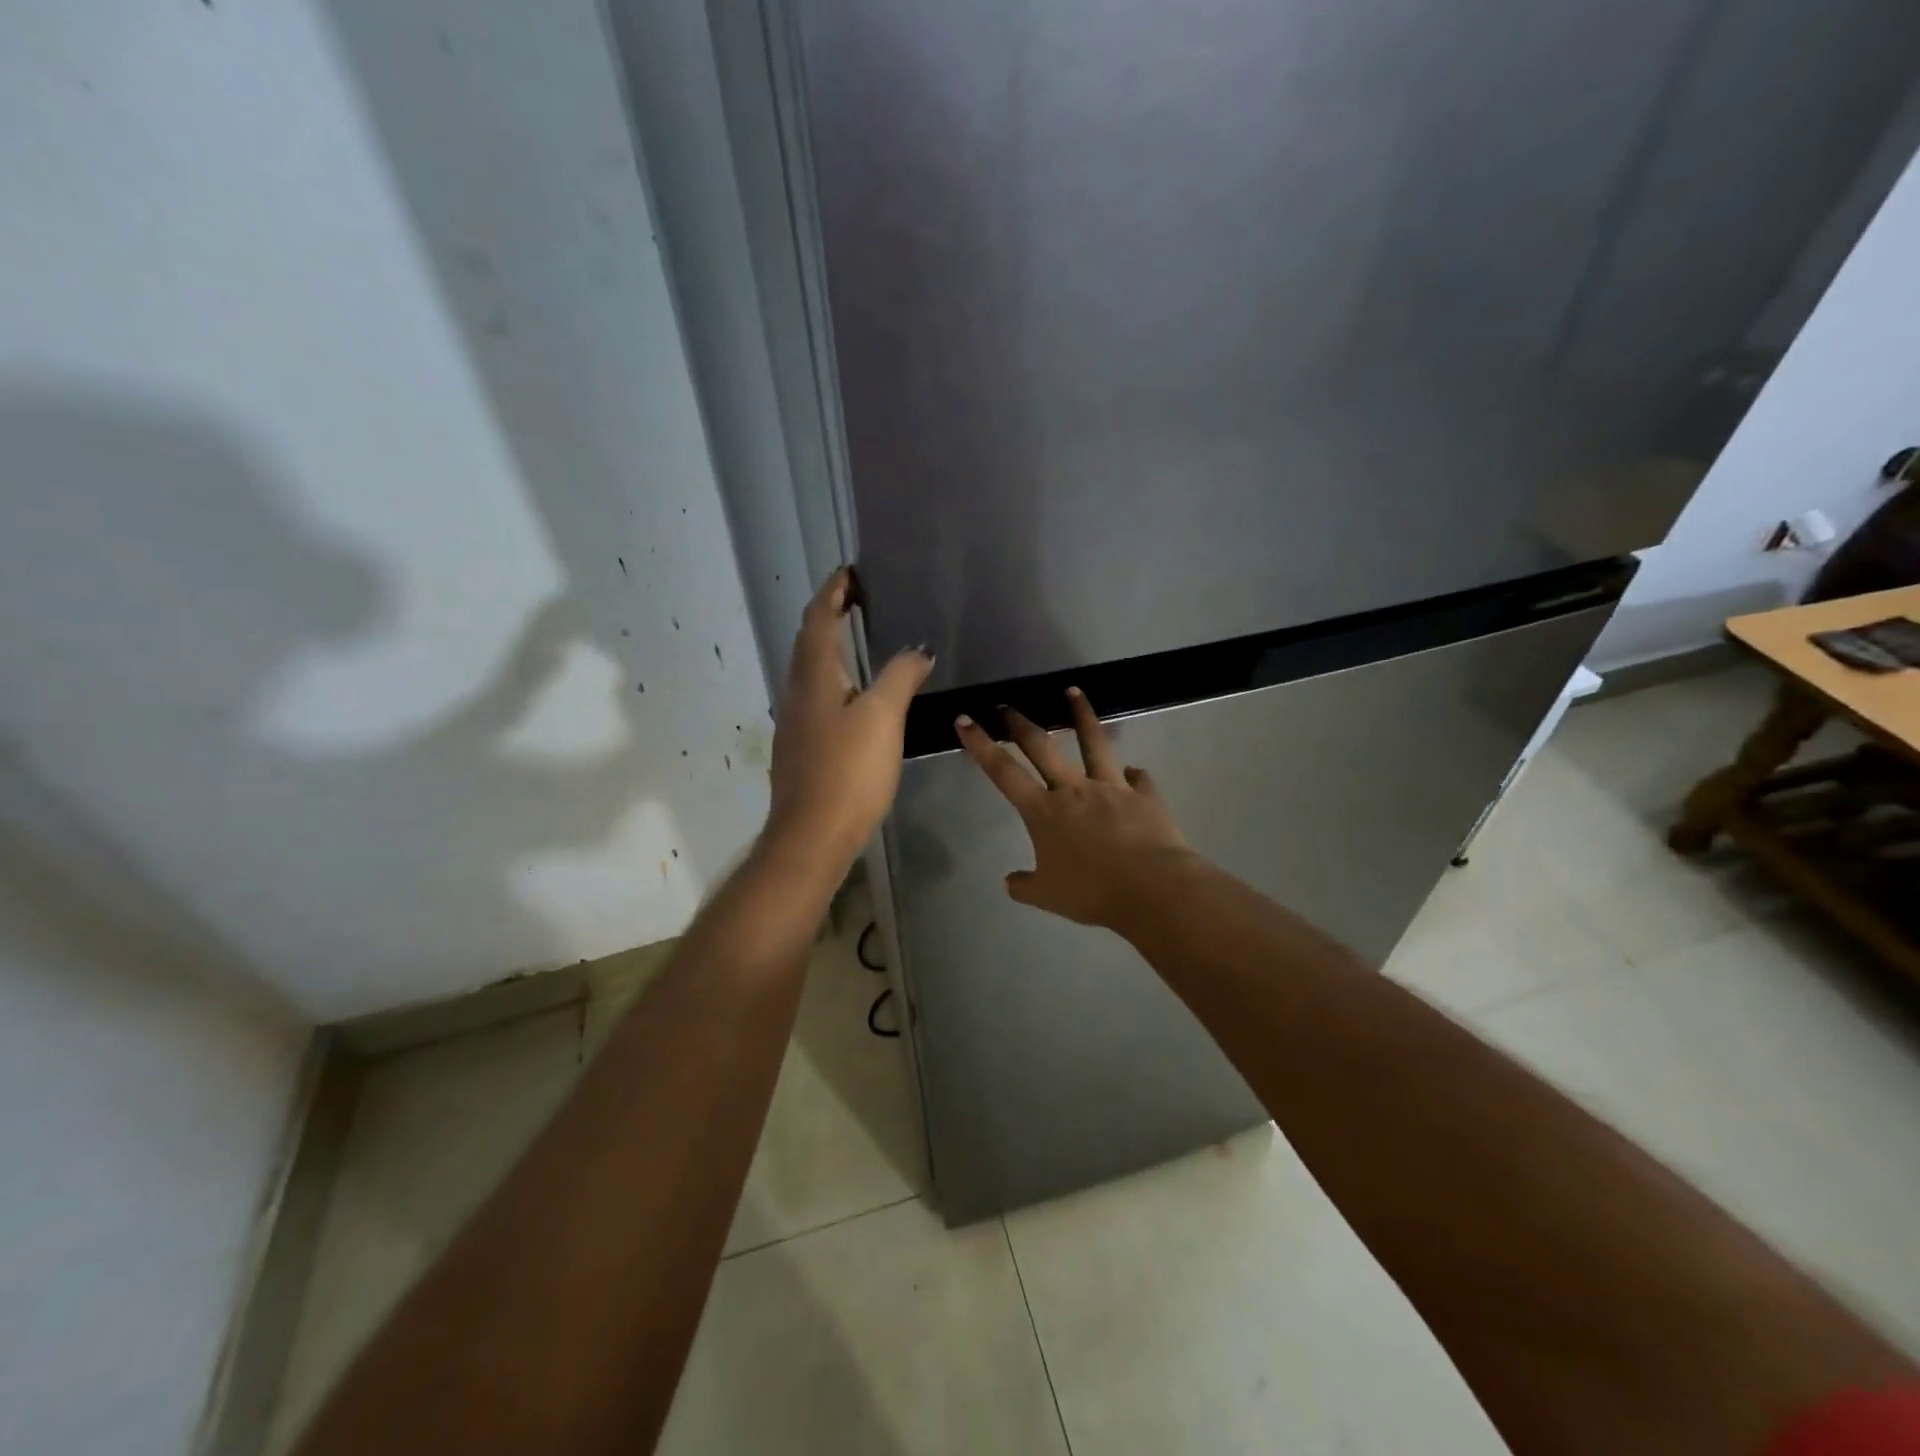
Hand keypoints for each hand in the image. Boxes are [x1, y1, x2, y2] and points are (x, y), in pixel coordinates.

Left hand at [767, 567, 934, 866]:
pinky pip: (815, 695)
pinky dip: (832, 677)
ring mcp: (795, 721)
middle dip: (829, 613)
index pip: (819, 618)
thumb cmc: (848, 771)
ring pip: (809, 669)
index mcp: (814, 676)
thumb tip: (918, 648)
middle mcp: (797, 691)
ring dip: (829, 645)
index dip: (833, 590)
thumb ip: (900, 676)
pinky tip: (852, 693)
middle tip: (857, 598)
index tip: (850, 570)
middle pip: (809, 640)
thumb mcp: (882, 718)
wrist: (812, 835)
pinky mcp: (801, 746)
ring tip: (858, 637)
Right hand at [956, 688, 1190, 928]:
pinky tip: (1133, 773)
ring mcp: (1111, 787)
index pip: (1003, 772)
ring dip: (1081, 715)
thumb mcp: (1048, 896)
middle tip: (1006, 706)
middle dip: (1020, 723)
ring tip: (1074, 692)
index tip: (964, 720)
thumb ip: (1025, 885)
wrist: (1151, 888)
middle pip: (1042, 747)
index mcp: (1044, 812)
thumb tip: (1010, 882)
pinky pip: (1138, 778)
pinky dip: (1133, 775)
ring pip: (1094, 742)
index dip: (980, 744)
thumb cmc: (1092, 893)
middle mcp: (1074, 790)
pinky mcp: (1144, 795)